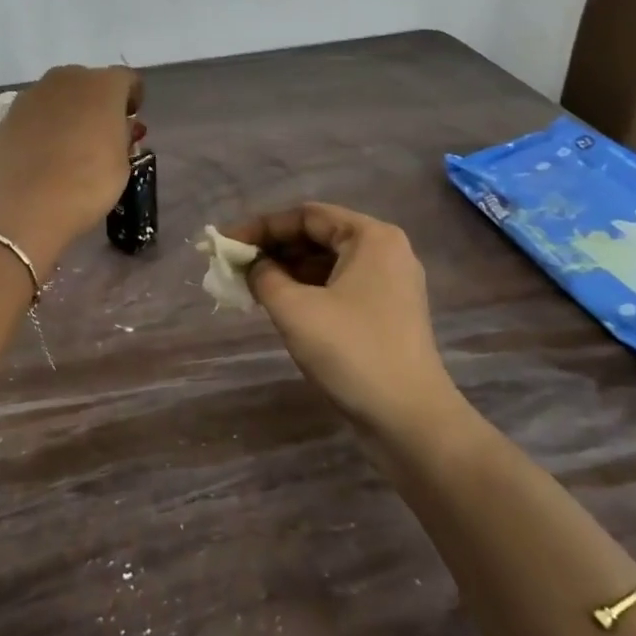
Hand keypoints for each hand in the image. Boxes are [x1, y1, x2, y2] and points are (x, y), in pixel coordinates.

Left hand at [0, 65, 142, 268]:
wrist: (24, 208)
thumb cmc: (87, 186)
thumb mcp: (122, 165)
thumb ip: (122, 137)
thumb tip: (118, 128)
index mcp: (103, 86)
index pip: (126, 79)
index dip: (132, 98)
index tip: (131, 121)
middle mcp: (67, 79)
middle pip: (89, 82)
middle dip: (98, 102)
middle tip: (101, 133)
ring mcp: (33, 94)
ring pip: (59, 95)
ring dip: (69, 111)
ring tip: (70, 145)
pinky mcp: (8, 114)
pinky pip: (35, 112)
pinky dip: (43, 125)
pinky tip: (43, 154)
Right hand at [225, 203, 462, 437]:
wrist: (410, 419)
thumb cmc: (351, 352)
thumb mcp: (294, 309)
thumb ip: (263, 276)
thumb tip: (250, 265)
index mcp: (371, 237)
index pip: (306, 216)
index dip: (261, 227)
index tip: (226, 244)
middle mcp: (385, 251)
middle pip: (318, 236)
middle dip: (273, 249)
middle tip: (234, 266)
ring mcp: (389, 284)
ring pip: (327, 264)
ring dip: (287, 271)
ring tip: (249, 286)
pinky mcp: (386, 313)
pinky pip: (338, 287)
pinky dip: (307, 290)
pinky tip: (279, 304)